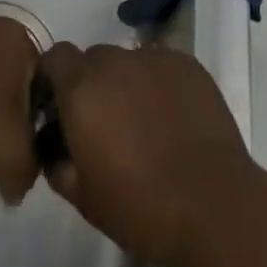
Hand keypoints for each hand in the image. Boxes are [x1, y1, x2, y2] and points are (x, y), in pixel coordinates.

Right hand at [37, 42, 258, 266]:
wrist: (213, 206)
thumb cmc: (141, 208)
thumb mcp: (84, 199)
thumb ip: (59, 164)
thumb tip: (54, 147)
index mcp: (82, 89)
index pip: (56, 57)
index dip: (55, 78)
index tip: (61, 107)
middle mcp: (114, 61)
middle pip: (93, 58)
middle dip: (93, 84)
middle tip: (106, 124)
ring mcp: (153, 57)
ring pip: (129, 61)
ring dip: (127, 84)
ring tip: (145, 124)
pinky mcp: (187, 63)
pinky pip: (161, 66)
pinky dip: (159, 85)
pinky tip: (173, 119)